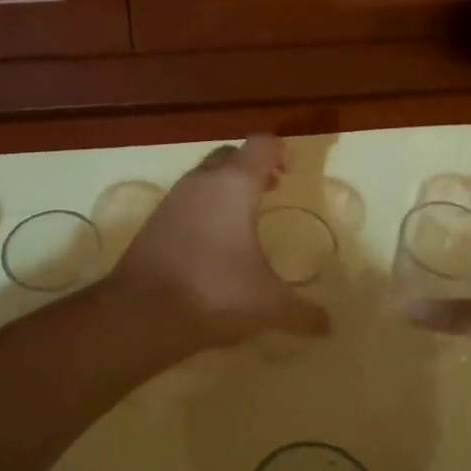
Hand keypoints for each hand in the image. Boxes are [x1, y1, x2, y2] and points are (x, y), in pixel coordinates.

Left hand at [111, 135, 330, 350]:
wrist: (142, 312)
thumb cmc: (215, 292)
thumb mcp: (268, 304)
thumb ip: (303, 312)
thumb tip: (328, 326)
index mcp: (234, 185)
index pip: (261, 145)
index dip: (280, 152)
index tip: (290, 174)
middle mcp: (201, 182)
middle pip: (230, 155)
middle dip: (253, 167)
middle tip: (272, 190)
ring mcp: (173, 199)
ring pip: (205, 177)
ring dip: (227, 187)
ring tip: (244, 219)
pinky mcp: (154, 221)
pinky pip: (186, 200)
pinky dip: (204, 208)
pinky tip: (213, 242)